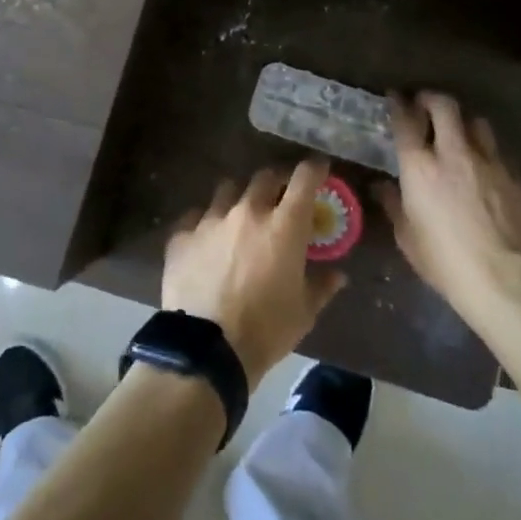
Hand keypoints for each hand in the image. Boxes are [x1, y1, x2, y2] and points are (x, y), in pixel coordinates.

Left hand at [162, 158, 348, 381]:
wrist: (207, 350)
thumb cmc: (266, 330)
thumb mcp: (304, 312)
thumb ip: (322, 286)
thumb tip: (338, 275)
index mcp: (284, 225)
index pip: (304, 178)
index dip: (314, 169)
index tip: (319, 169)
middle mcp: (248, 210)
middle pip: (265, 177)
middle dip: (276, 182)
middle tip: (280, 198)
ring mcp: (211, 219)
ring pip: (228, 190)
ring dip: (239, 198)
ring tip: (239, 216)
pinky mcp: (182, 235)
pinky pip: (195, 216)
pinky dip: (204, 222)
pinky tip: (206, 240)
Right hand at [377, 92, 520, 322]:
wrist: (504, 280)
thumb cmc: (444, 261)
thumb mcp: (407, 237)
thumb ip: (393, 204)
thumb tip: (382, 186)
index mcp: (420, 166)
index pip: (405, 120)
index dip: (399, 104)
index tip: (396, 97)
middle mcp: (454, 153)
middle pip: (445, 106)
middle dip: (433, 99)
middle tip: (426, 106)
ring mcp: (490, 162)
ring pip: (478, 123)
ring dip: (465, 124)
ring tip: (461, 135)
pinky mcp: (516, 178)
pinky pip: (500, 155)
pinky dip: (488, 156)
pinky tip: (486, 173)